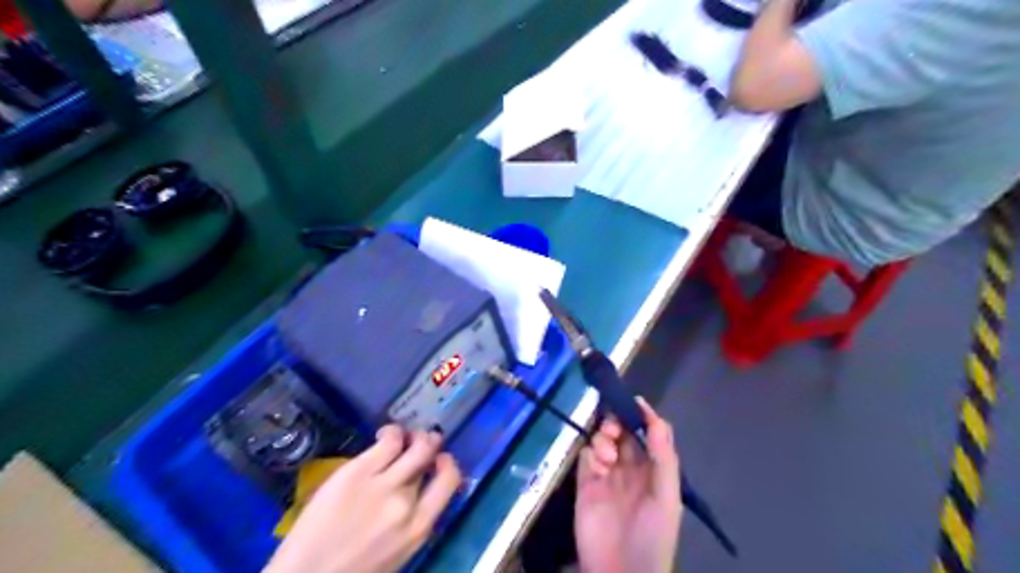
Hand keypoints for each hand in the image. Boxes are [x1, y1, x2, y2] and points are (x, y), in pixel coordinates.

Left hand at [265, 424, 460, 571]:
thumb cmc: (354, 569)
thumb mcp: (397, 552)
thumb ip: (414, 520)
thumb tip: (422, 489)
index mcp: (419, 527)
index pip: (450, 480)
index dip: (447, 463)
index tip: (439, 460)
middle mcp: (406, 502)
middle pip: (430, 456)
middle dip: (430, 443)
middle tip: (420, 443)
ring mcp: (382, 484)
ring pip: (415, 444)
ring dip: (413, 435)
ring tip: (402, 437)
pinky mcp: (357, 471)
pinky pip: (389, 439)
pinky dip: (391, 433)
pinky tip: (383, 437)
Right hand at [572, 398, 683, 572]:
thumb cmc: (652, 535)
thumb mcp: (666, 497)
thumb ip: (662, 456)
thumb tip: (655, 417)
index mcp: (653, 470)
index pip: (649, 434)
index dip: (642, 416)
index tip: (633, 401)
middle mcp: (630, 468)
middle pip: (623, 433)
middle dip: (617, 423)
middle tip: (613, 429)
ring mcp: (606, 475)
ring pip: (603, 441)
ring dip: (604, 439)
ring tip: (607, 456)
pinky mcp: (585, 483)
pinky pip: (586, 456)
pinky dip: (591, 453)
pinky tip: (597, 466)